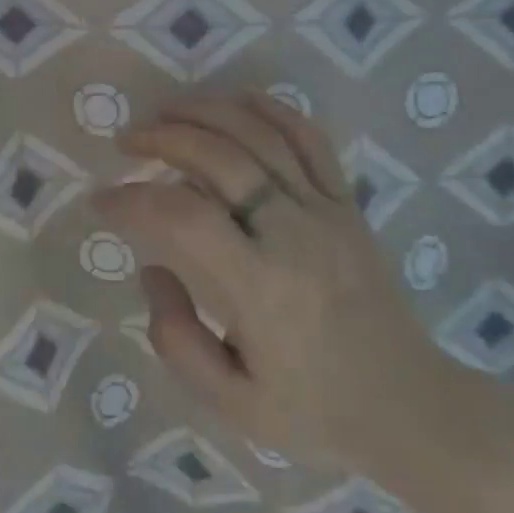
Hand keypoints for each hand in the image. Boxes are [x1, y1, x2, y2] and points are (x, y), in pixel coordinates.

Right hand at [96, 94, 490, 498]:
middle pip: (220, 158)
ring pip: (261, 136)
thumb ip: (177, 339)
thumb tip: (151, 269)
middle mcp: (294, 236)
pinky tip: (235, 101)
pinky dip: (269, 109)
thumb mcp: (234, 406)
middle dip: (163, 138)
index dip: (133, 200)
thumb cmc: (316, 411)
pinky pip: (310, 139)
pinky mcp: (348, 203)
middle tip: (128, 142)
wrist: (411, 407)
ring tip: (166, 112)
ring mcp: (327, 211)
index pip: (184, 218)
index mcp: (262, 290)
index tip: (102, 201)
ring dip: (206, 112)